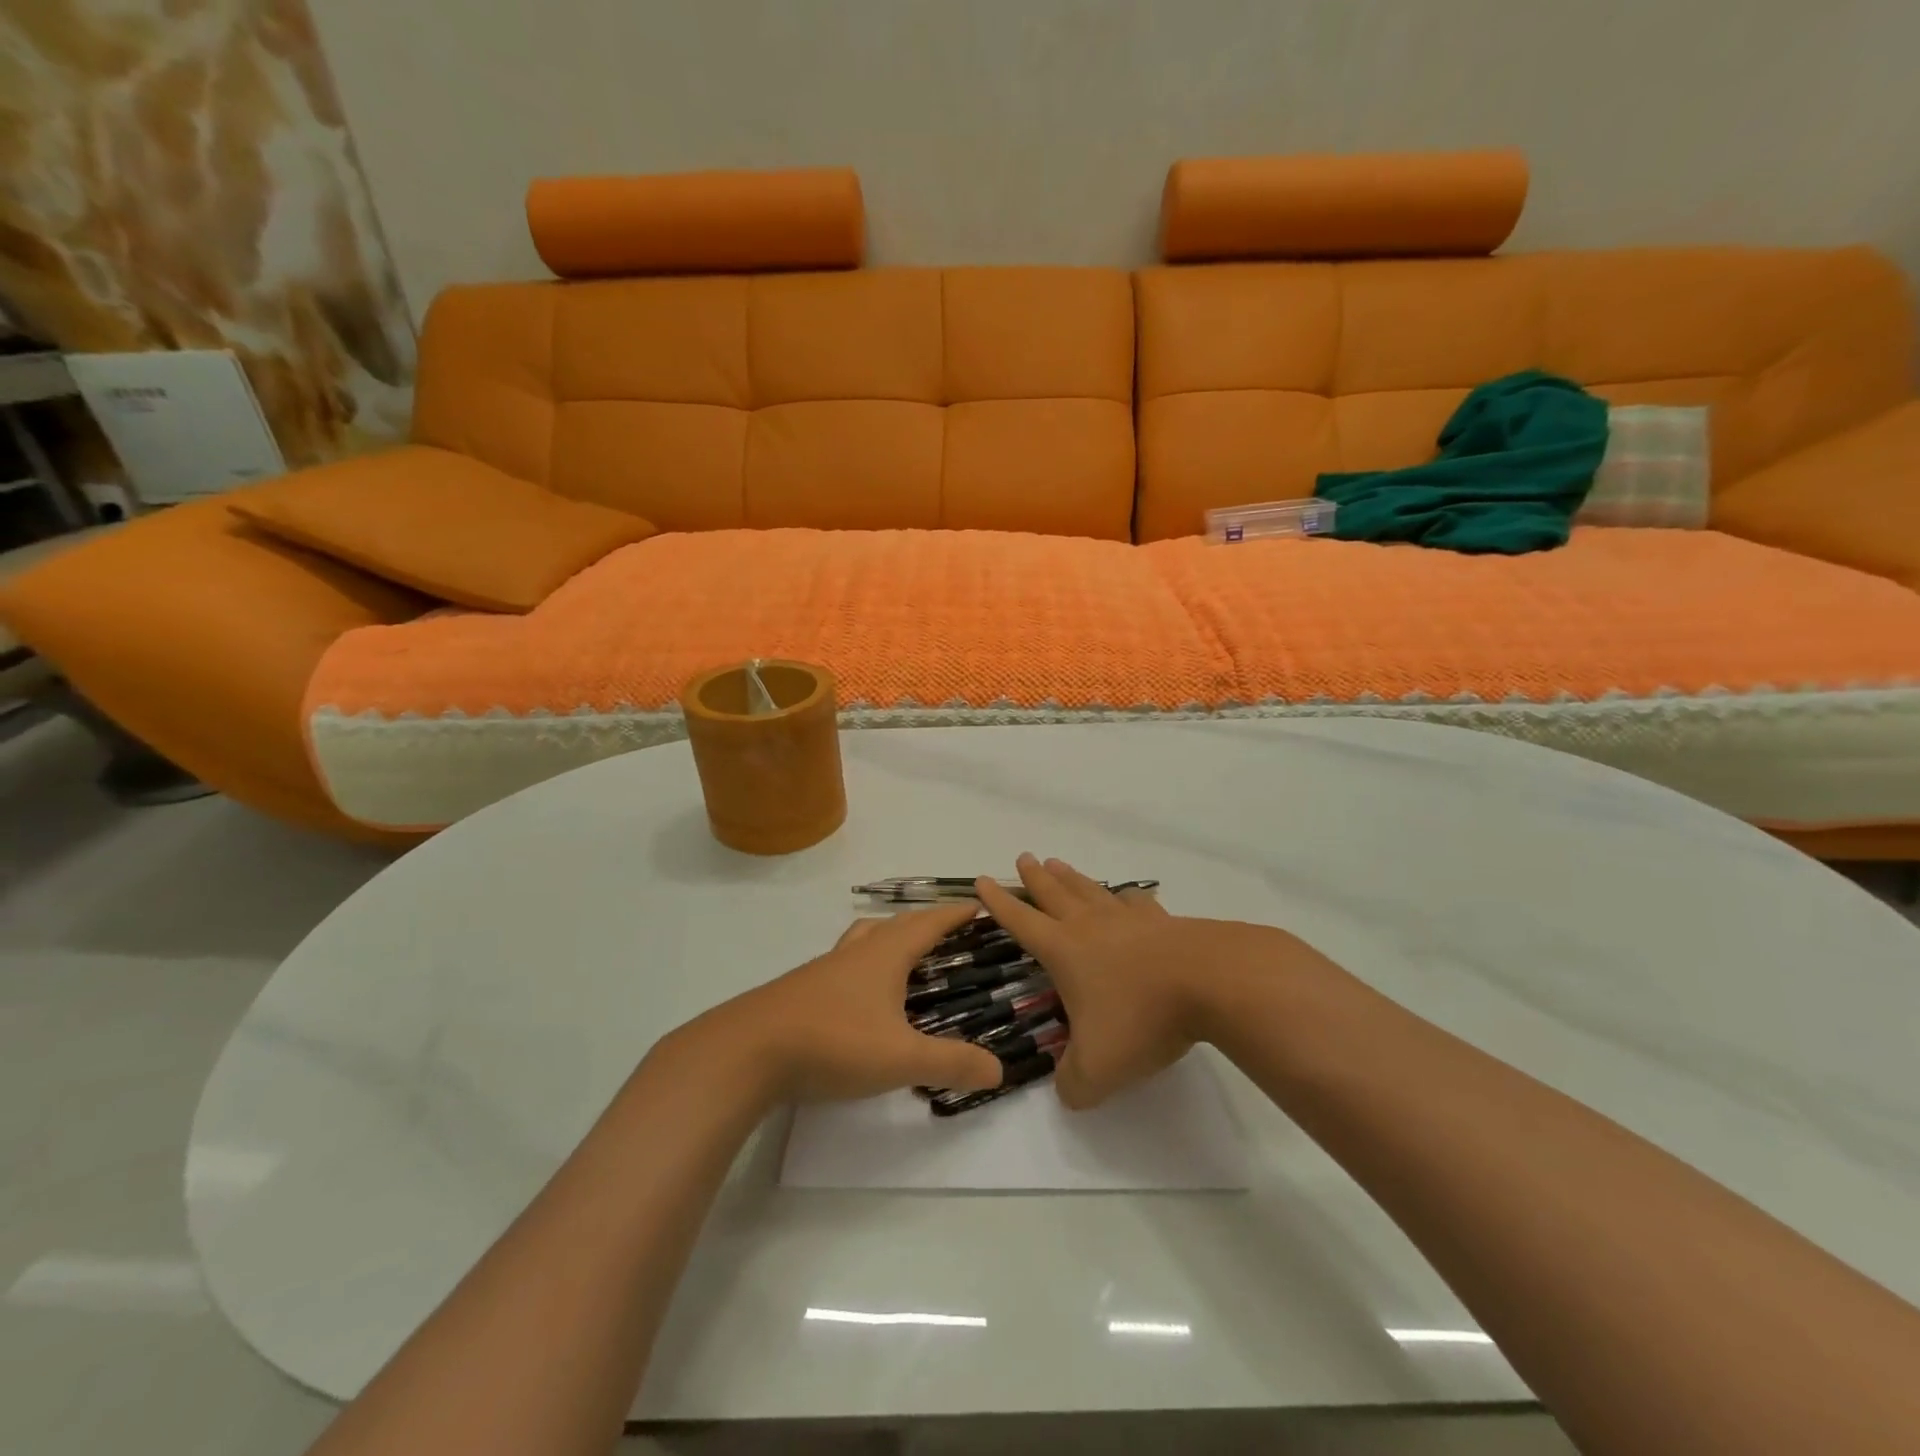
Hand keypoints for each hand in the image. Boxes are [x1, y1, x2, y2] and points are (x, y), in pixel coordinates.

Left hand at [693, 906, 1004, 1103]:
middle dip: (926, 924)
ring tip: (905, 956)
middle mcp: (856, 953)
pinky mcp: (802, 991)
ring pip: (864, 939)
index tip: (979, 905)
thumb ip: (951, 1063)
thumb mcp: (901, 1058)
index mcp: (884, 955)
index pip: (928, 923)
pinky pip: (844, 964)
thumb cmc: (832, 1042)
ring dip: (889, 938)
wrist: (747, 1052)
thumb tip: (998, 1069)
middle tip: (949, 935)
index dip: (955, 914)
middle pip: (896, 925)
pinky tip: (862, 997)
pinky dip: (864, 966)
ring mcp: (825, 970)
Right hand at [977, 853, 1310, 1109]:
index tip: (982, 879)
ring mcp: (1128, 919)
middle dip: (1034, 877)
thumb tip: (1066, 1090)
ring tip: (1058, 863)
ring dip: (1070, 877)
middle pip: (1054, 893)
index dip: (999, 902)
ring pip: (1090, 890)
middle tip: (1023, 857)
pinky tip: (1127, 897)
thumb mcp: (1098, 1069)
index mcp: (1064, 950)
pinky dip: (1125, 897)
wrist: (1210, 982)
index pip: (1021, 921)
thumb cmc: (1142, 1018)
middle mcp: (1090, 925)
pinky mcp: (1163, 922)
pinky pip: (1135, 902)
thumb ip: (1073, 1084)